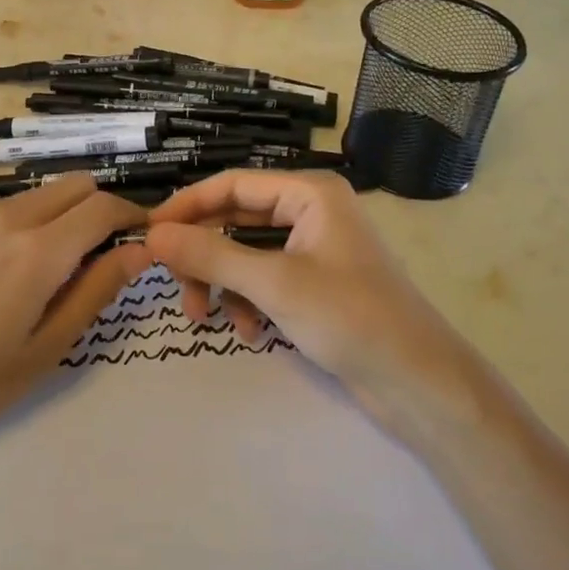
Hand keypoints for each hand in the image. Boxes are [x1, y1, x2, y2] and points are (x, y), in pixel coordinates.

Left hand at [0, 175, 150, 478]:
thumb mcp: (44, 351)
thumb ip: (95, 292)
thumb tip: (138, 251)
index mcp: (37, 251)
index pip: (104, 207)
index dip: (133, 218)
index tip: (143, 240)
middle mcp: (8, 217)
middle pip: (76, 185)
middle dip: (100, 210)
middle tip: (99, 258)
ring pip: (41, 193)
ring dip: (63, 216)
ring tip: (51, 272)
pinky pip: (6, 207)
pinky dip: (27, 223)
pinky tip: (5, 273)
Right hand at [145, 171, 457, 417]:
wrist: (420, 384)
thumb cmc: (350, 318)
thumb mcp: (273, 284)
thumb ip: (211, 255)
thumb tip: (152, 235)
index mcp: (308, 193)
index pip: (231, 185)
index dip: (187, 207)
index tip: (148, 235)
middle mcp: (309, 212)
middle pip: (234, 221)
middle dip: (204, 256)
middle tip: (176, 287)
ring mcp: (313, 249)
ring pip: (245, 254)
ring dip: (222, 284)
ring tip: (205, 319)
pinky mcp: (314, 284)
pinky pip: (264, 280)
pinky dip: (248, 303)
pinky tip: (250, 334)